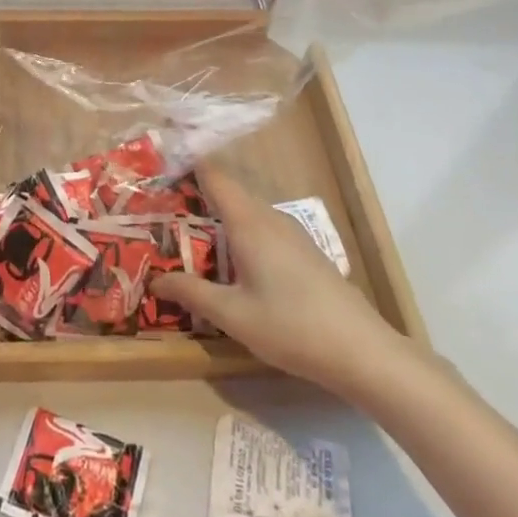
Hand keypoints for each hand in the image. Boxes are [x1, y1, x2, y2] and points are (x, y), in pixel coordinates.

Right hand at [150, 165, 412, 405]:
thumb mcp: (232, 315)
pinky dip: (239, 233)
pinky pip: (262, 229)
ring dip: (218, 217)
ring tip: (187, 235)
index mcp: (249, 223)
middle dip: (196, 195)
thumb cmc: (291, 327)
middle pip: (228, 193)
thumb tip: (155, 280)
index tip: (159, 164)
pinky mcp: (304, 252)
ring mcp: (292, 234)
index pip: (214, 176)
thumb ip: (192, 293)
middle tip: (161, 208)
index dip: (187, 165)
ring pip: (246, 213)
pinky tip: (230, 261)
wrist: (363, 351)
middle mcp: (270, 218)